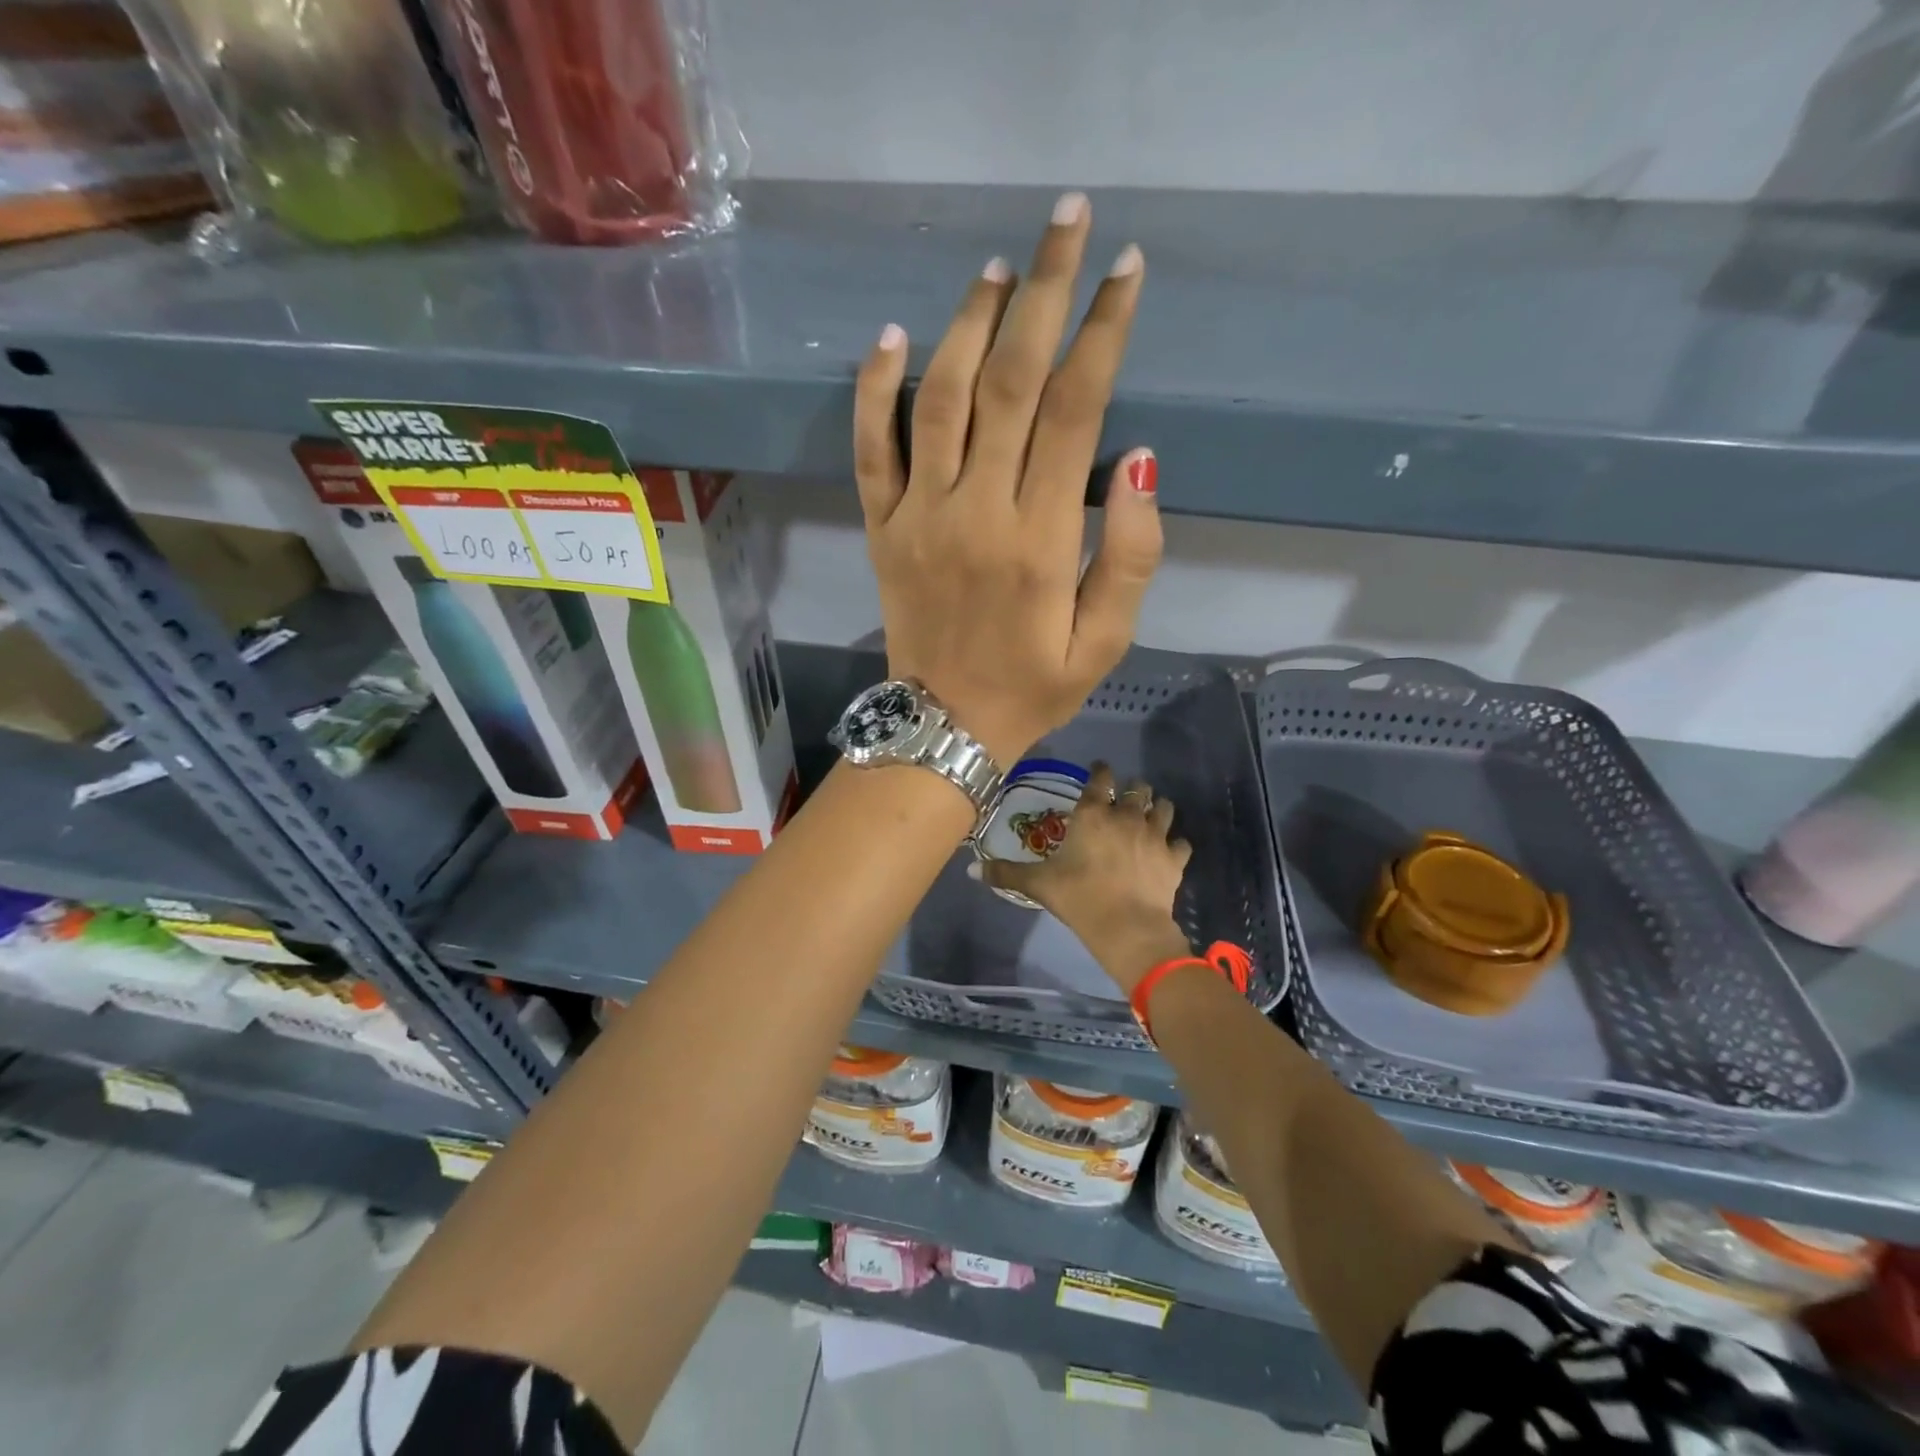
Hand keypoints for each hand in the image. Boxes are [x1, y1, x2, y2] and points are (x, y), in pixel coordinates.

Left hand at [853, 192, 1163, 766]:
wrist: (945, 726)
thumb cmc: (1035, 686)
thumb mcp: (1108, 640)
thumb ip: (1132, 553)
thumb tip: (1138, 457)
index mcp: (1041, 538)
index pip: (1075, 408)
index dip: (1103, 330)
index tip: (1125, 270)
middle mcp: (977, 511)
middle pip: (1011, 381)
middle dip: (1044, 292)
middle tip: (1066, 222)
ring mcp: (919, 516)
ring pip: (940, 397)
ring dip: (970, 323)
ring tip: (999, 270)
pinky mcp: (882, 529)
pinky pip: (871, 448)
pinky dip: (874, 389)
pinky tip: (891, 336)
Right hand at [978, 764, 1191, 993]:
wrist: (1127, 928)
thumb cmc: (1079, 898)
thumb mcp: (1037, 885)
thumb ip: (1005, 872)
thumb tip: (971, 868)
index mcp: (1092, 815)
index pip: (1100, 779)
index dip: (1100, 772)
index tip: (1099, 772)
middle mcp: (1126, 816)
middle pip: (1137, 788)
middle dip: (1132, 789)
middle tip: (1124, 798)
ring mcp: (1155, 835)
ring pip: (1164, 807)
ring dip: (1157, 808)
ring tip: (1150, 814)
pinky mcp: (1175, 858)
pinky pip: (1181, 843)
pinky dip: (1176, 844)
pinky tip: (1169, 851)